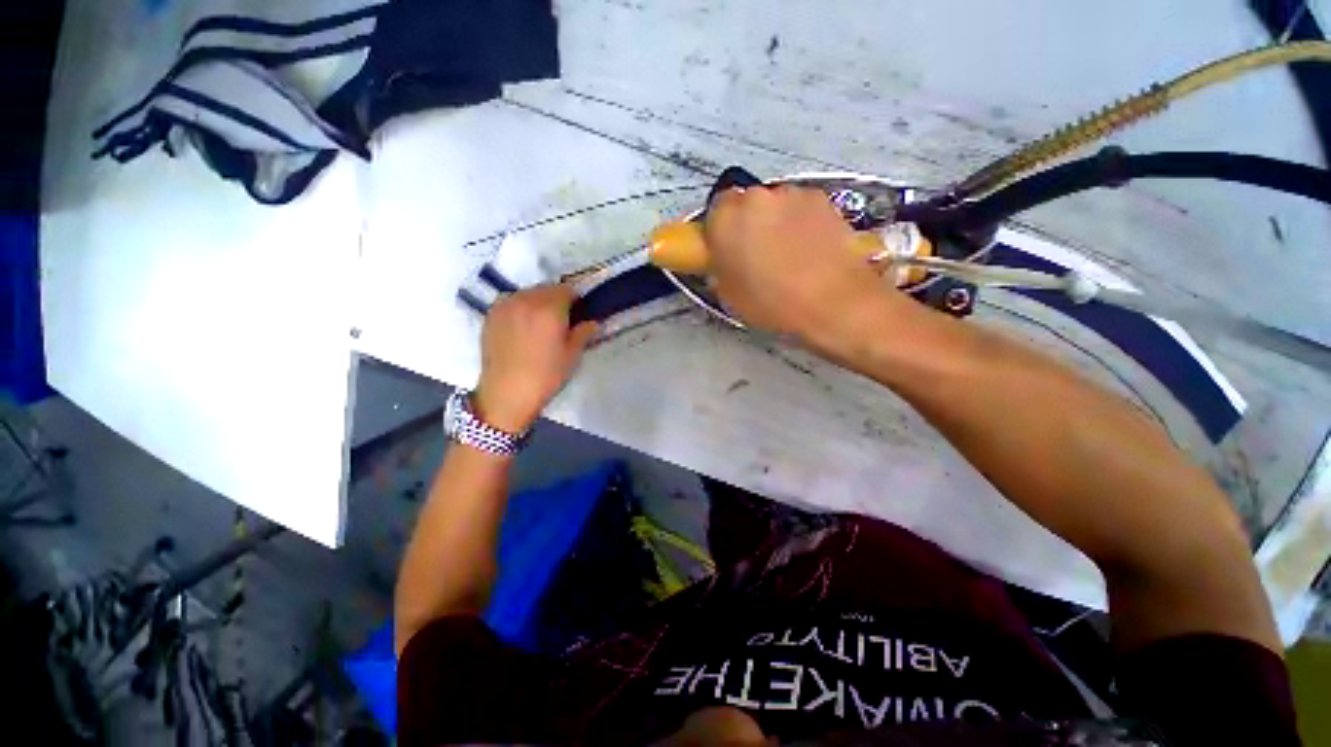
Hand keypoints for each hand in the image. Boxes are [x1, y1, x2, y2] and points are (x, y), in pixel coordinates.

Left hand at [473, 284, 598, 433]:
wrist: (507, 394)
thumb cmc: (546, 375)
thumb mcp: (572, 355)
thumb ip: (584, 332)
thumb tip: (592, 322)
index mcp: (549, 308)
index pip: (567, 290)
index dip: (576, 301)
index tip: (578, 315)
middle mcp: (525, 300)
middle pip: (547, 289)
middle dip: (557, 300)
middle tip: (560, 322)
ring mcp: (505, 306)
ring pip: (528, 293)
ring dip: (538, 302)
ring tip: (539, 326)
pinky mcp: (491, 315)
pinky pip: (511, 302)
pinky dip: (521, 308)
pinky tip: (522, 328)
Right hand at [704, 186, 904, 354]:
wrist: (833, 303)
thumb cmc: (773, 304)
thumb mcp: (729, 295)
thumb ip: (720, 268)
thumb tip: (724, 260)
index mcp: (726, 219)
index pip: (714, 211)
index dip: (721, 230)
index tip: (728, 248)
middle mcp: (757, 197)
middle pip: (747, 204)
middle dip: (749, 224)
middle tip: (757, 253)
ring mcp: (793, 194)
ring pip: (776, 205)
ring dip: (776, 222)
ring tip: (789, 254)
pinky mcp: (824, 199)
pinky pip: (802, 208)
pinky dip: (802, 222)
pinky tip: (810, 250)